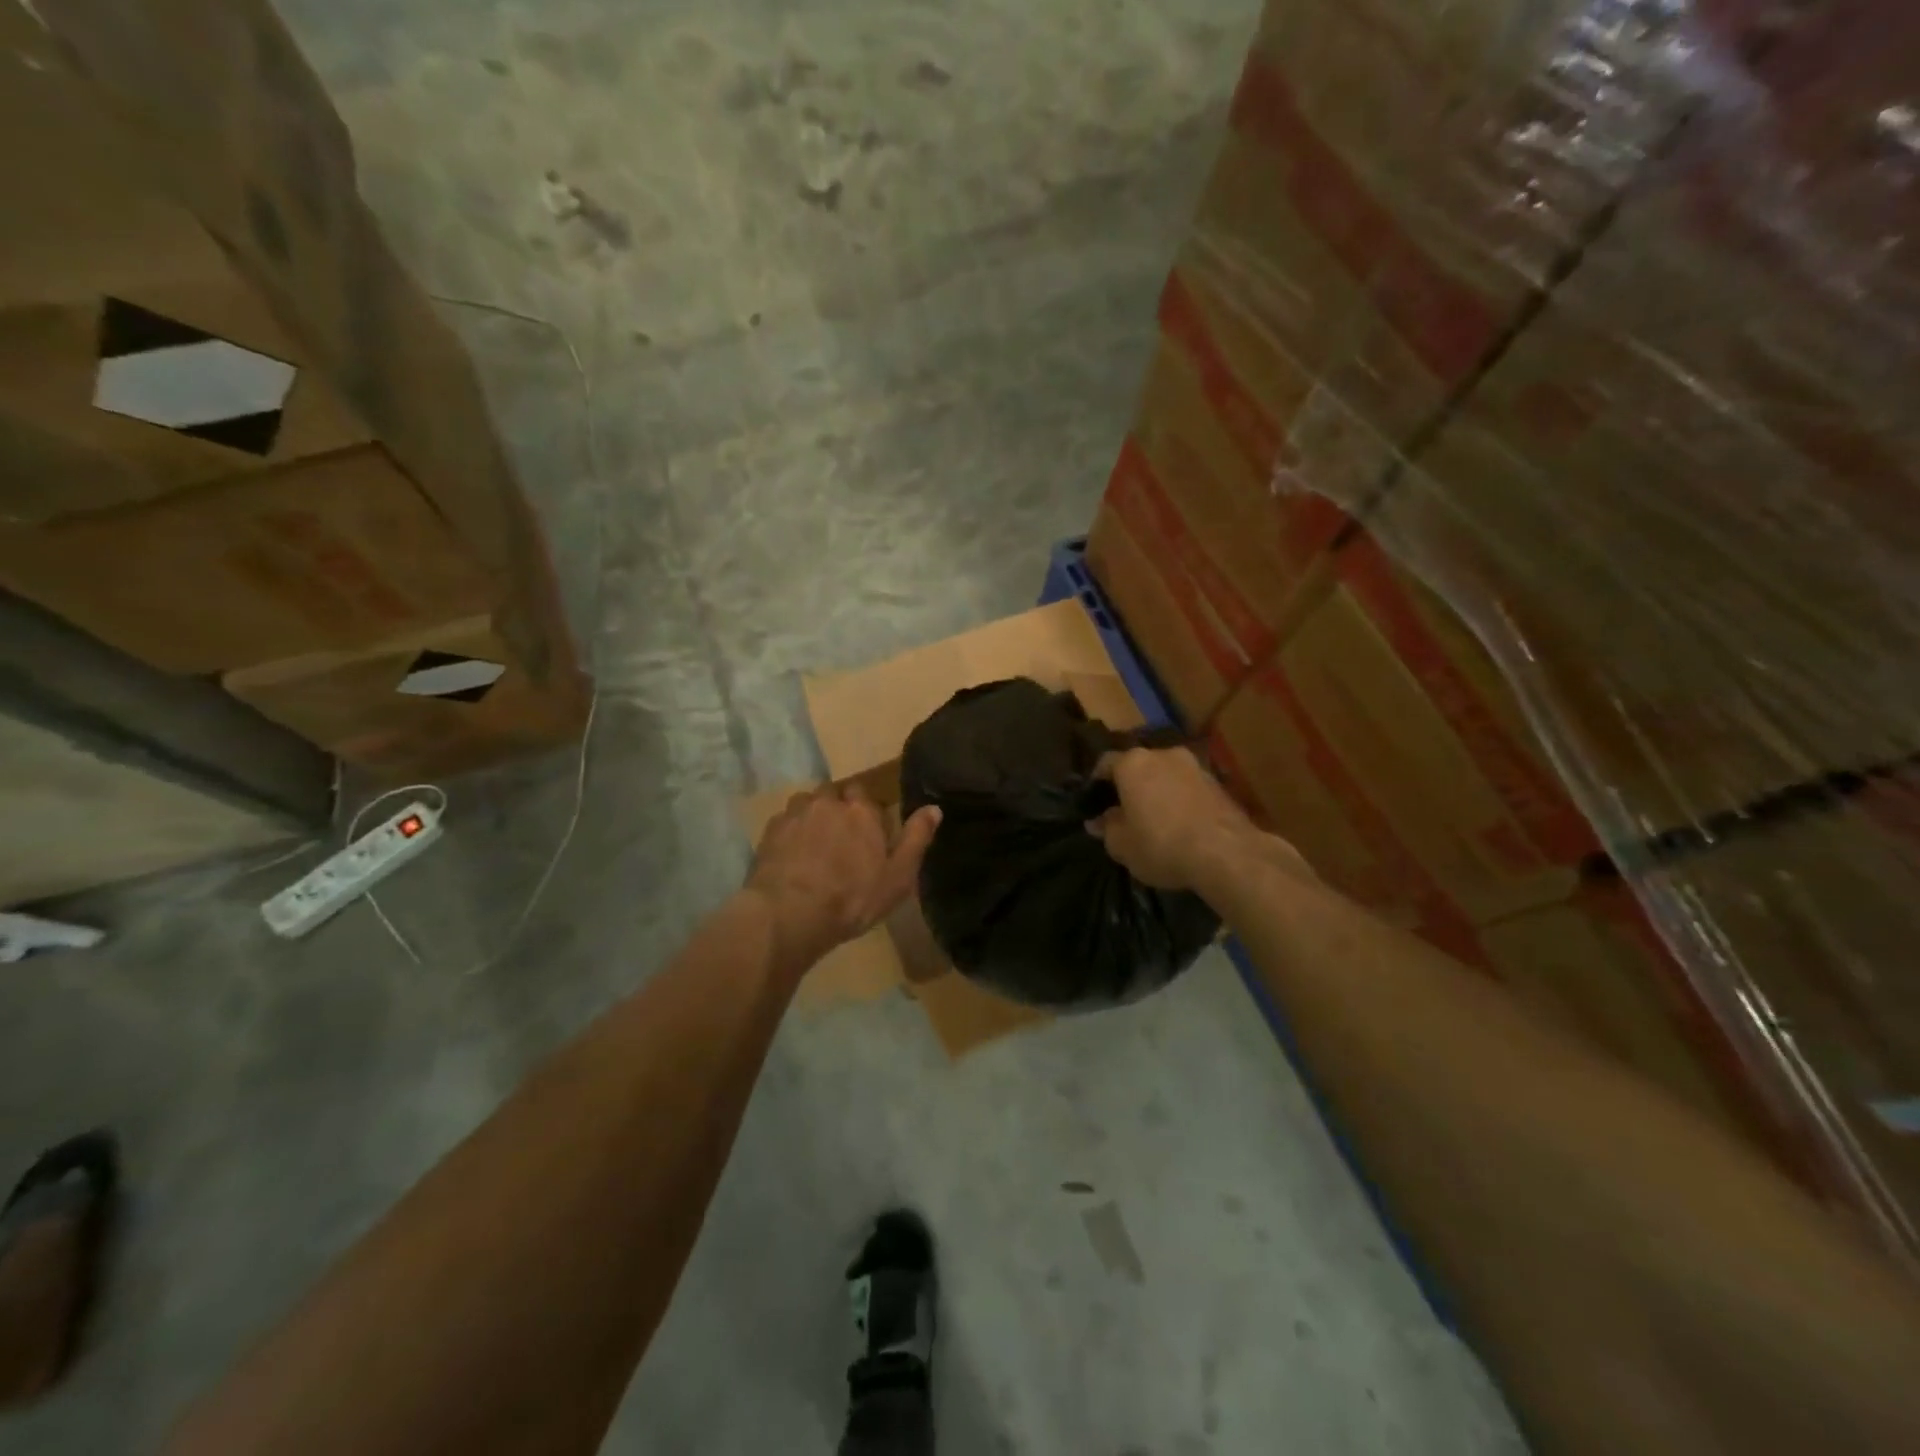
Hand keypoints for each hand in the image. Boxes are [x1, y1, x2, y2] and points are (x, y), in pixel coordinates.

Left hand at [746, 786, 941, 970]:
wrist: (789, 914)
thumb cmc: (852, 899)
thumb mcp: (898, 877)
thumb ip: (916, 839)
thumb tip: (934, 808)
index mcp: (861, 811)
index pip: (864, 794)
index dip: (865, 811)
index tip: (867, 833)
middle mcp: (828, 802)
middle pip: (834, 794)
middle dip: (837, 808)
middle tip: (840, 839)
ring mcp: (795, 814)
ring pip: (807, 803)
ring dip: (812, 817)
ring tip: (814, 845)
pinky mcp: (769, 831)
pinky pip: (784, 822)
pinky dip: (790, 833)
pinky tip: (791, 856)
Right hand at [1088, 746, 1266, 891]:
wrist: (1227, 854)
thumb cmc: (1162, 845)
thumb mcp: (1122, 846)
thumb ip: (1107, 829)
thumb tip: (1098, 821)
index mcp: (1133, 763)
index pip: (1105, 763)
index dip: (1097, 783)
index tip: (1094, 801)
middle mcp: (1163, 754)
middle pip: (1139, 766)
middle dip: (1131, 786)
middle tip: (1125, 811)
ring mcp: (1195, 766)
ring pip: (1166, 775)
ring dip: (1159, 792)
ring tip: (1156, 820)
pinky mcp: (1219, 783)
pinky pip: (1188, 788)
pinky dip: (1181, 800)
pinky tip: (1181, 825)